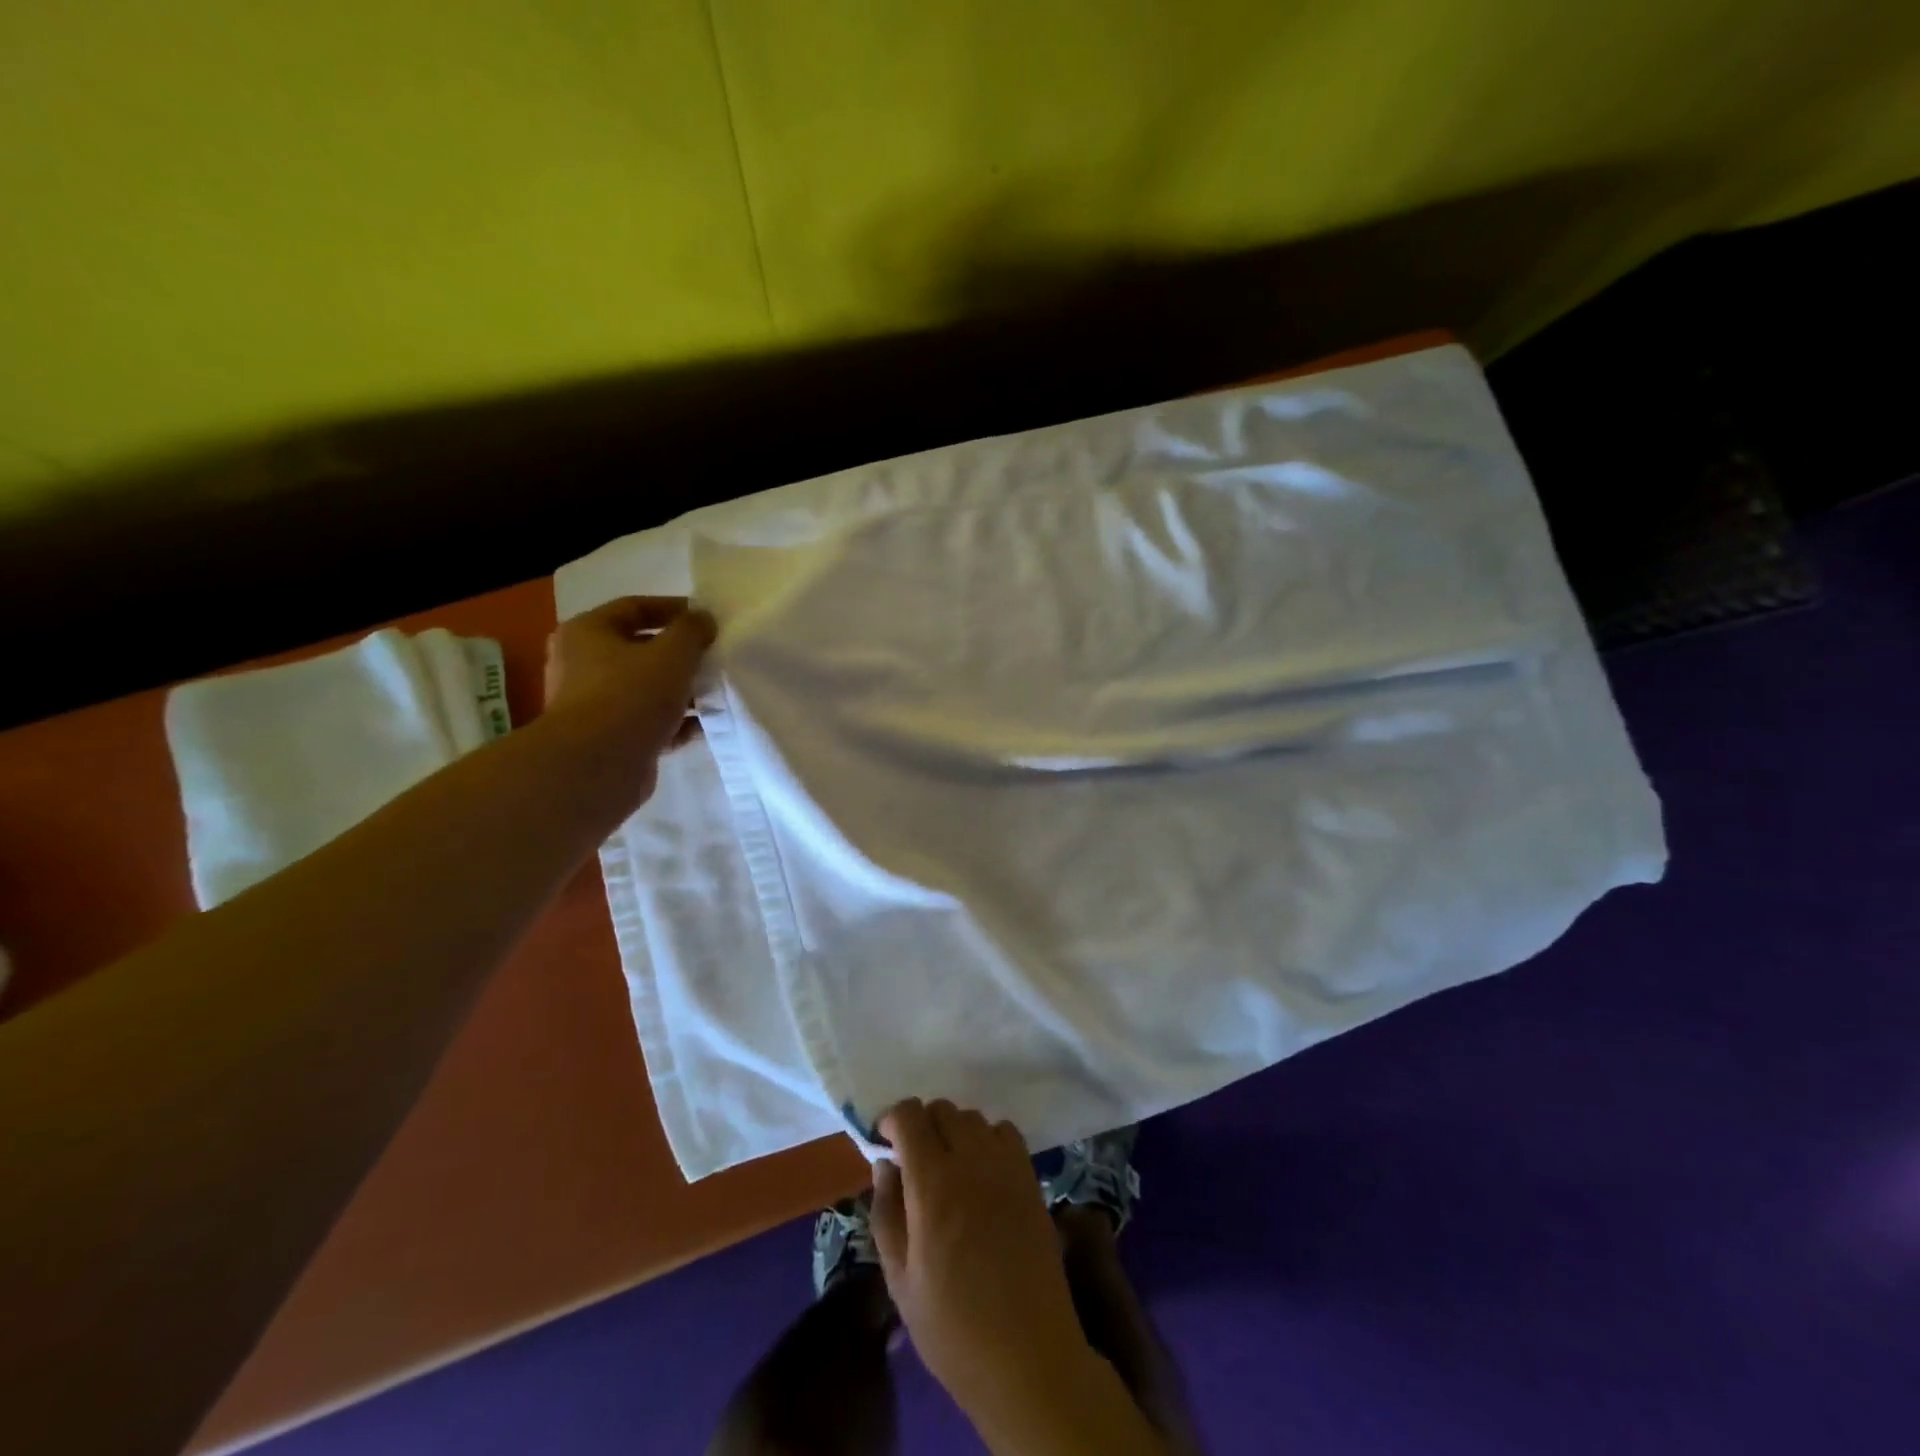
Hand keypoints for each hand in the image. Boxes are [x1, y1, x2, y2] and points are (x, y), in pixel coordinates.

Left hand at [541, 596, 715, 804]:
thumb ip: (692, 630)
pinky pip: (647, 721)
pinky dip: (674, 722)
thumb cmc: (631, 695)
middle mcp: (581, 664)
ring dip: (681, 690)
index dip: (673, 608)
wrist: (597, 766)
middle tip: (713, 656)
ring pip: (646, 688)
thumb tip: (703, 619)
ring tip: (715, 692)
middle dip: (680, 654)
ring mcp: (593, 704)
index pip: (634, 607)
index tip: (707, 619)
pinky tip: (703, 726)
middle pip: (640, 649)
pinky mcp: (608, 738)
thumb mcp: (672, 653)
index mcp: (587, 632)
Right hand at [870, 1100, 1089, 1418]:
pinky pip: (1005, 1132)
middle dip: (922, 1125)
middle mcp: (971, 1160)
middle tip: (915, 1161)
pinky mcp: (1031, 1178)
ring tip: (949, 1168)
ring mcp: (1006, 1166)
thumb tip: (884, 1164)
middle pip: (942, 1109)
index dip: (894, 1121)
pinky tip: (983, 1174)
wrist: (1028, 1357)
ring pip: (973, 1117)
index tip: (886, 1144)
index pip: (910, 1116)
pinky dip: (988, 1139)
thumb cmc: (953, 1328)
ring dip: (955, 1131)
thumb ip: (886, 1213)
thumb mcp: (900, 1281)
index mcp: (932, 1183)